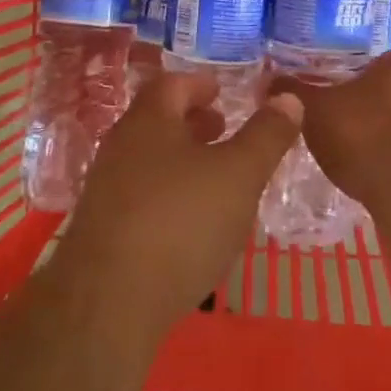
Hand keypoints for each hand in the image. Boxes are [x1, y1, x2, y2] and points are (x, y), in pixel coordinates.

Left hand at [58, 73, 300, 341]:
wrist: (107, 305)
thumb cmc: (180, 222)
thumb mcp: (239, 175)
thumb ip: (266, 135)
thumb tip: (288, 97)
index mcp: (148, 122)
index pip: (171, 85)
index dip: (199, 84)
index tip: (221, 91)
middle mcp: (120, 149)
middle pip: (157, 122)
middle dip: (191, 122)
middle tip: (223, 128)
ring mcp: (106, 193)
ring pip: (149, 161)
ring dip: (181, 160)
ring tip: (215, 177)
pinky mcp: (103, 234)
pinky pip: (141, 198)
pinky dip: (169, 195)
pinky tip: (192, 223)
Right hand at [278, 52, 390, 205]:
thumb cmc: (364, 134)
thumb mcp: (315, 110)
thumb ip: (293, 93)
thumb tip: (268, 81)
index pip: (373, 65)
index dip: (349, 84)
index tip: (332, 105)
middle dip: (370, 113)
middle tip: (341, 134)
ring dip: (389, 142)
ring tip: (358, 164)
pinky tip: (383, 183)